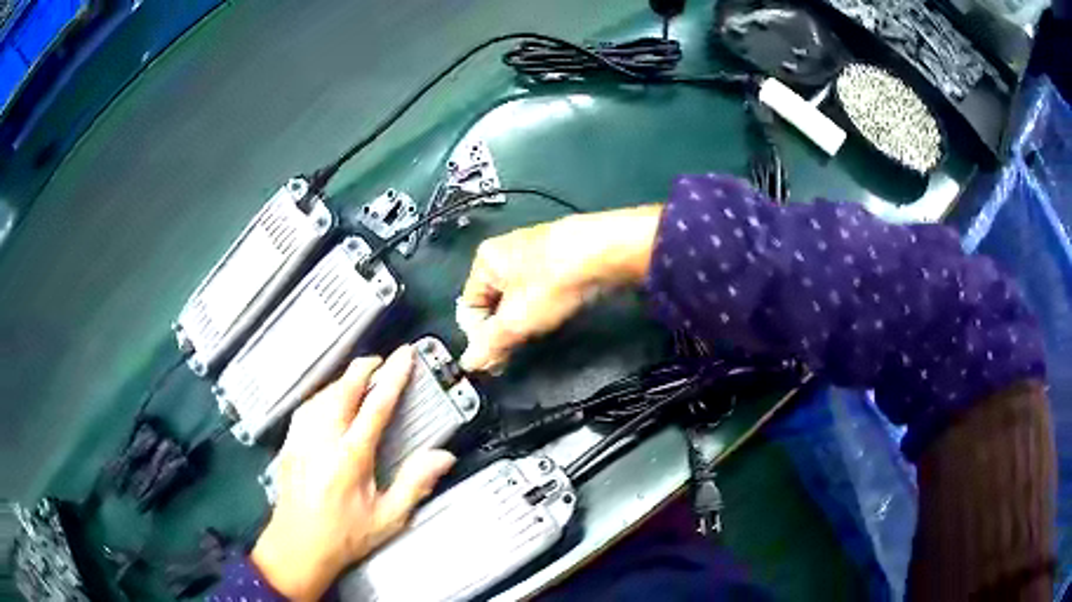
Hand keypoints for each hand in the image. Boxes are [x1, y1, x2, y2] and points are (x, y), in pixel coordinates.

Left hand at [251, 346, 455, 600]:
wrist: (297, 547)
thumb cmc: (346, 535)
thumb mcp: (388, 518)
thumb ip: (415, 484)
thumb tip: (443, 456)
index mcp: (350, 458)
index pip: (375, 407)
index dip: (393, 377)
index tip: (405, 355)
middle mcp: (322, 441)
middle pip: (342, 390)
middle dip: (363, 368)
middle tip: (381, 360)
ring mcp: (301, 439)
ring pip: (321, 395)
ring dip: (342, 380)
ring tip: (359, 377)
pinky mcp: (288, 444)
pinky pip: (305, 408)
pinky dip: (321, 395)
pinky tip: (328, 399)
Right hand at [458, 205, 662, 371]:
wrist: (607, 252)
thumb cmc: (553, 283)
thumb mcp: (516, 321)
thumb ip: (489, 344)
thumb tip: (468, 364)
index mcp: (485, 260)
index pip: (469, 307)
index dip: (480, 336)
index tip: (497, 359)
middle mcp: (505, 250)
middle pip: (494, 301)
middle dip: (504, 328)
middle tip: (517, 350)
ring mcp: (535, 249)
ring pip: (520, 295)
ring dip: (525, 318)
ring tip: (541, 331)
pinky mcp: (561, 254)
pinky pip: (542, 286)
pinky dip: (545, 303)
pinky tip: (559, 311)